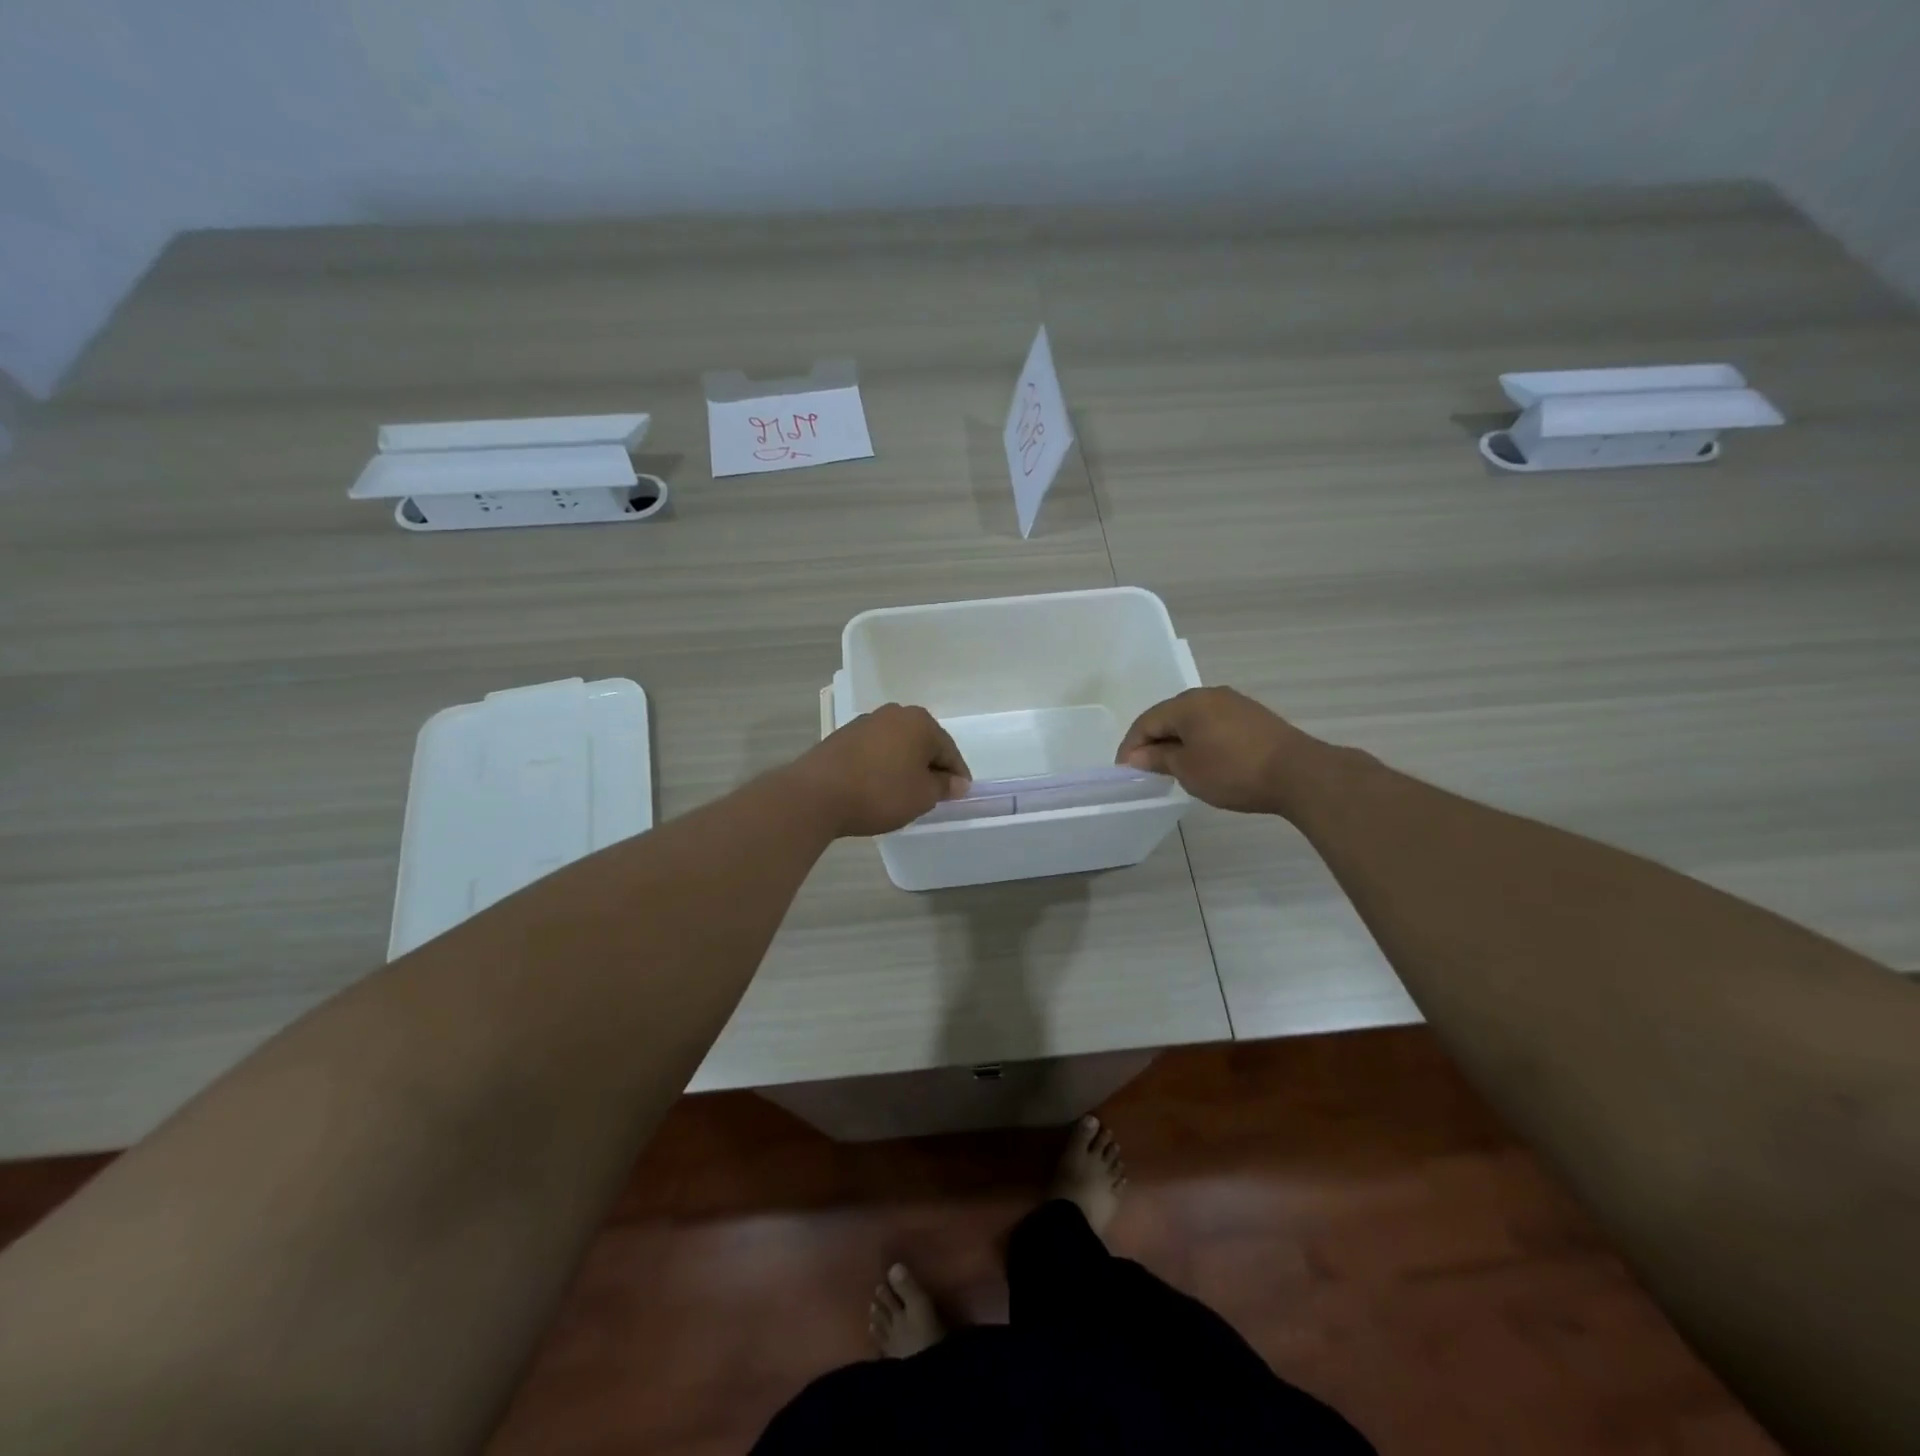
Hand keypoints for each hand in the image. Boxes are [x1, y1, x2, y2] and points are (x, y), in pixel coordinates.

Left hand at [788, 704, 971, 837]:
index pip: (949, 750)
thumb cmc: (880, 793)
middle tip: (933, 795)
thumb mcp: (922, 796)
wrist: (817, 795)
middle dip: (930, 767)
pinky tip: (878, 787)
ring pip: (897, 746)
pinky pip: (874, 752)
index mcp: (919, 722)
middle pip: (922, 743)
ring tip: (904, 794)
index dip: (957, 775)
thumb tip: (957, 782)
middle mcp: (894, 714)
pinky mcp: (842, 737)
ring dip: (904, 766)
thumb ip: (944, 786)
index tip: (959, 796)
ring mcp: (865, 723)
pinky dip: (882, 766)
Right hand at [1115, 687, 1308, 813]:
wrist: (1298, 773)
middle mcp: (1208, 695)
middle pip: (1169, 717)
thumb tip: (1136, 756)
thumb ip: (1158, 759)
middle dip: (1154, 742)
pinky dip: (1201, 741)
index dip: (1131, 747)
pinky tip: (1204, 761)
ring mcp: (1234, 703)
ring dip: (1178, 742)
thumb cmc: (1233, 771)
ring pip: (1193, 720)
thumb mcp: (1187, 769)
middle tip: (1146, 770)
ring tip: (1174, 768)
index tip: (1124, 771)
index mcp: (1187, 703)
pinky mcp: (1253, 717)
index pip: (1146, 722)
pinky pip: (1214, 725)